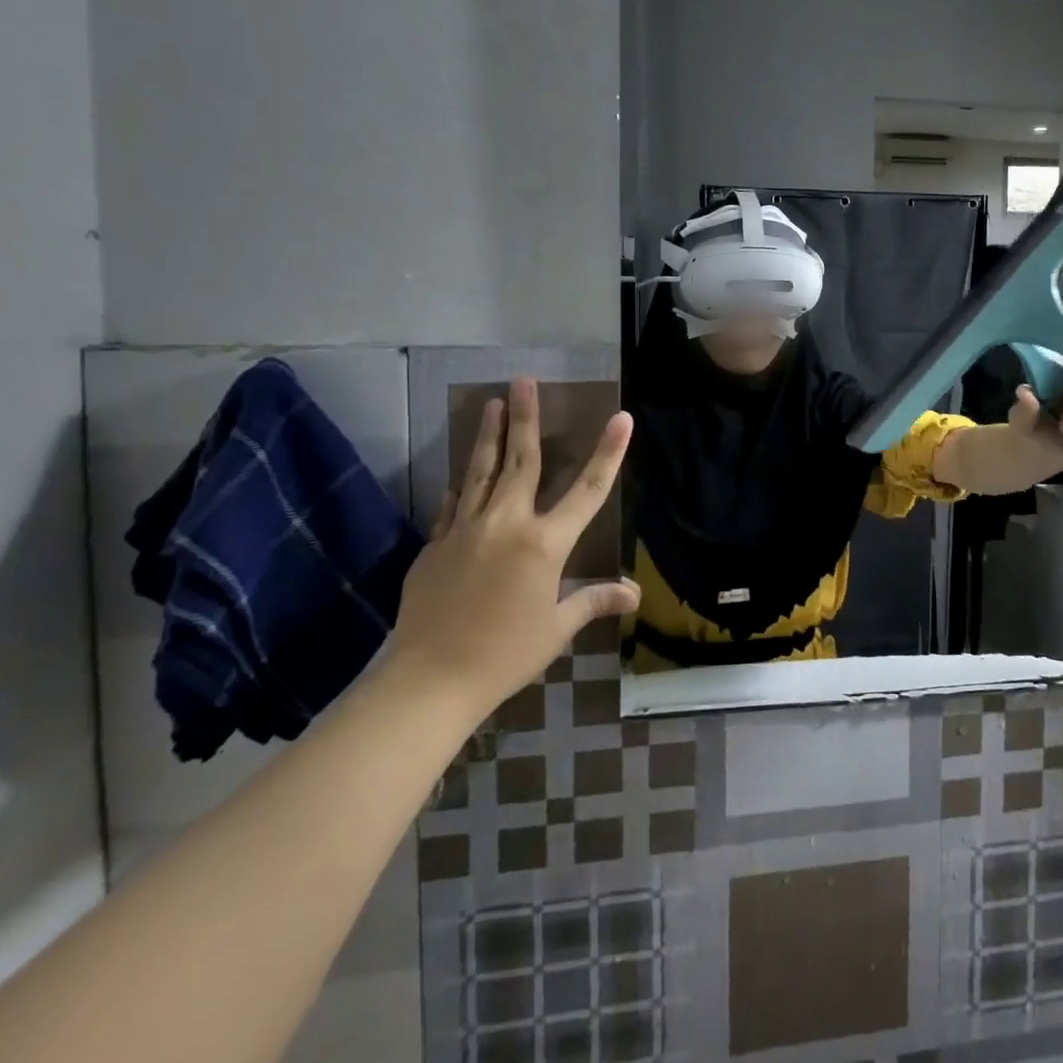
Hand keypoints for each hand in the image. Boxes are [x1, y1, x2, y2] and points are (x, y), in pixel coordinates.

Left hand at [386, 379, 638, 715]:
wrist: (427, 682)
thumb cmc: (505, 655)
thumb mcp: (557, 629)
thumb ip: (594, 601)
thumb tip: (634, 594)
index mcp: (545, 543)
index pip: (588, 489)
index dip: (609, 452)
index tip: (621, 417)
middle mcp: (506, 524)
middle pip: (521, 461)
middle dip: (526, 418)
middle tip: (524, 380)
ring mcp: (465, 531)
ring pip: (480, 472)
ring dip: (488, 435)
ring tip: (490, 402)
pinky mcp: (435, 546)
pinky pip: (454, 505)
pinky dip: (463, 484)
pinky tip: (463, 473)